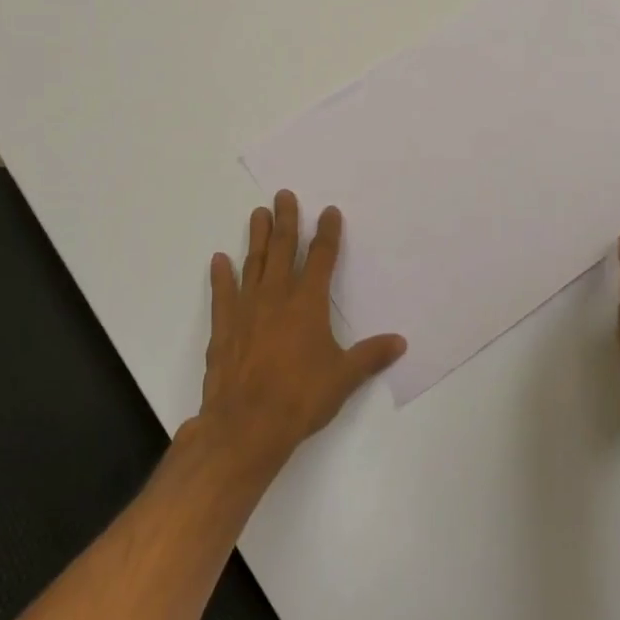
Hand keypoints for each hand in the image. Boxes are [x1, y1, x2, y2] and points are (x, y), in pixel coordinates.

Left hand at [198, 190, 406, 477]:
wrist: (247, 425)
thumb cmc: (301, 397)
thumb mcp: (344, 377)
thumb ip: (370, 356)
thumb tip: (400, 342)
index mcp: (308, 303)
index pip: (321, 258)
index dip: (327, 233)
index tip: (329, 211)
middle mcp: (277, 297)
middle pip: (282, 249)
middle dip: (285, 220)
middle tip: (283, 195)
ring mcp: (246, 310)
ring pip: (253, 263)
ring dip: (256, 238)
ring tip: (257, 213)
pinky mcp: (224, 328)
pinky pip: (223, 294)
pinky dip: (221, 276)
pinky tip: (219, 259)